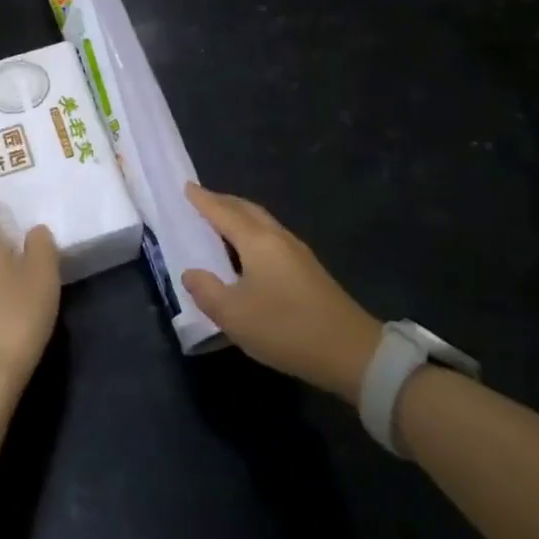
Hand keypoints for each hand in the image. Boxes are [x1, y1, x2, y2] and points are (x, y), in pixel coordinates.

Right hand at [181, 184, 381, 402]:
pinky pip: (272, 237)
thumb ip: (207, 291)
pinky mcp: (308, 270)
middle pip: (247, 210)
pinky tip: (249, 251)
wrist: (351, 352)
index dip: (204, 200)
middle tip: (202, 199)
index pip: (224, 212)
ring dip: (240, 216)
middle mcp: (278, 238)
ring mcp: (298, 253)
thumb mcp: (234, 315)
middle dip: (223, 202)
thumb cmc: (286, 328)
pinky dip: (252, 232)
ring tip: (221, 221)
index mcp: (258, 241)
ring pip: (263, 222)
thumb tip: (191, 273)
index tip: (187, 186)